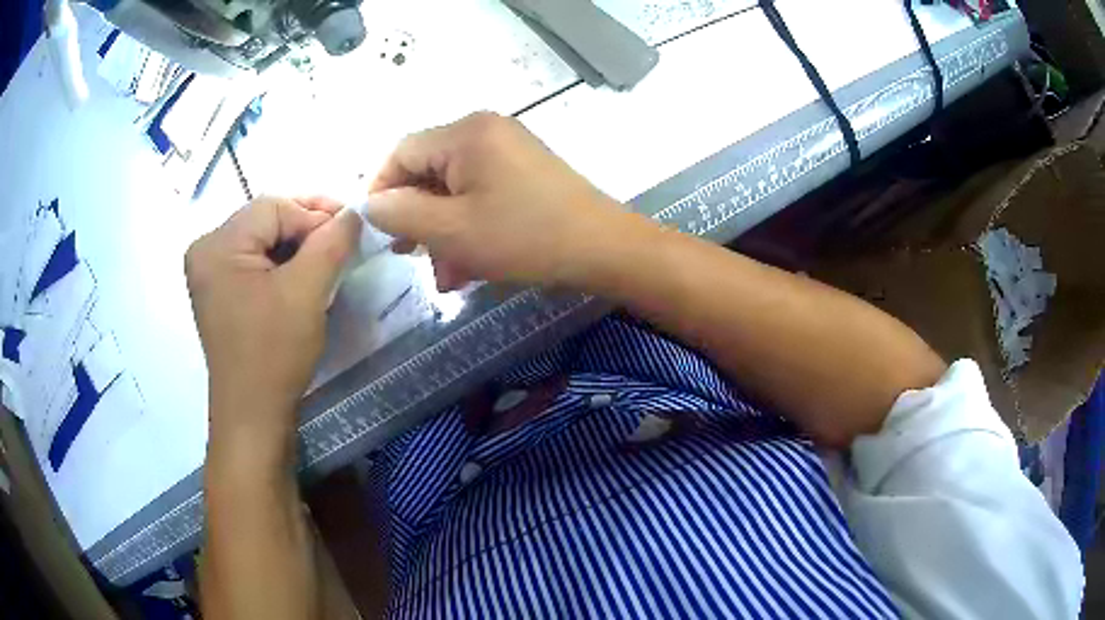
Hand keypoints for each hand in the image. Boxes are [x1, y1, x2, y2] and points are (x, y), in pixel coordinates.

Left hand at [185, 196, 359, 453]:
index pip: (273, 207)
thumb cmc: (274, 354)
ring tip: (326, 260)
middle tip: (342, 241)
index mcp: (217, 245)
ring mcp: (208, 272)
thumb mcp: (307, 292)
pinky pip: (252, 261)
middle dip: (306, 228)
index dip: (314, 214)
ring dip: (295, 246)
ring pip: (261, 239)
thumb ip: (332, 242)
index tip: (350, 230)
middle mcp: (205, 250)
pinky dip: (280, 263)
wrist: (253, 415)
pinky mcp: (218, 291)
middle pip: (264, 220)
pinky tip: (301, 277)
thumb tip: (354, 212)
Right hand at [366, 111, 627, 290]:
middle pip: (428, 170)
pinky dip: (469, 226)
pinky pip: (480, 194)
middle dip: (417, 218)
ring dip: (443, 231)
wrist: (603, 249)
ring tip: (446, 275)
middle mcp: (485, 131)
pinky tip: (469, 265)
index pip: (402, 153)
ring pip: (454, 189)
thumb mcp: (452, 230)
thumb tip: (371, 204)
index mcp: (466, 133)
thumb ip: (401, 214)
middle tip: (410, 256)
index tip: (379, 232)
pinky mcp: (523, 172)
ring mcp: (508, 150)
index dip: (382, 191)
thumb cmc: (524, 237)